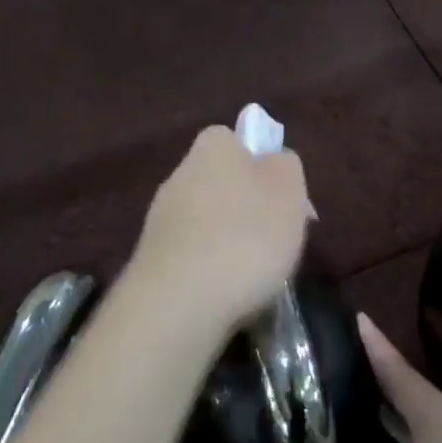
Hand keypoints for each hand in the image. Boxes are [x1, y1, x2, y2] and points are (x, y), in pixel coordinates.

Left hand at [124, 125, 311, 335]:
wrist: (178, 304)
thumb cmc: (245, 239)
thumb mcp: (288, 193)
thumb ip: (286, 166)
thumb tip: (274, 160)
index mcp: (212, 149)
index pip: (233, 139)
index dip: (261, 162)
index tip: (283, 195)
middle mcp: (180, 175)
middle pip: (222, 182)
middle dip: (248, 207)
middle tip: (277, 239)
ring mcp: (161, 219)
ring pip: (207, 220)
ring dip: (230, 240)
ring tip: (256, 274)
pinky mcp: (153, 260)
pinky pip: (192, 254)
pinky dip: (211, 268)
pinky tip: (227, 291)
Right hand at [287, 316, 441, 442]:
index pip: (398, 370)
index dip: (372, 344)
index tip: (352, 315)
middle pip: (415, 389)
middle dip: (378, 379)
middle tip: (337, 363)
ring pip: (432, 414)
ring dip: (397, 409)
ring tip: (353, 394)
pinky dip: (417, 430)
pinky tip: (387, 433)